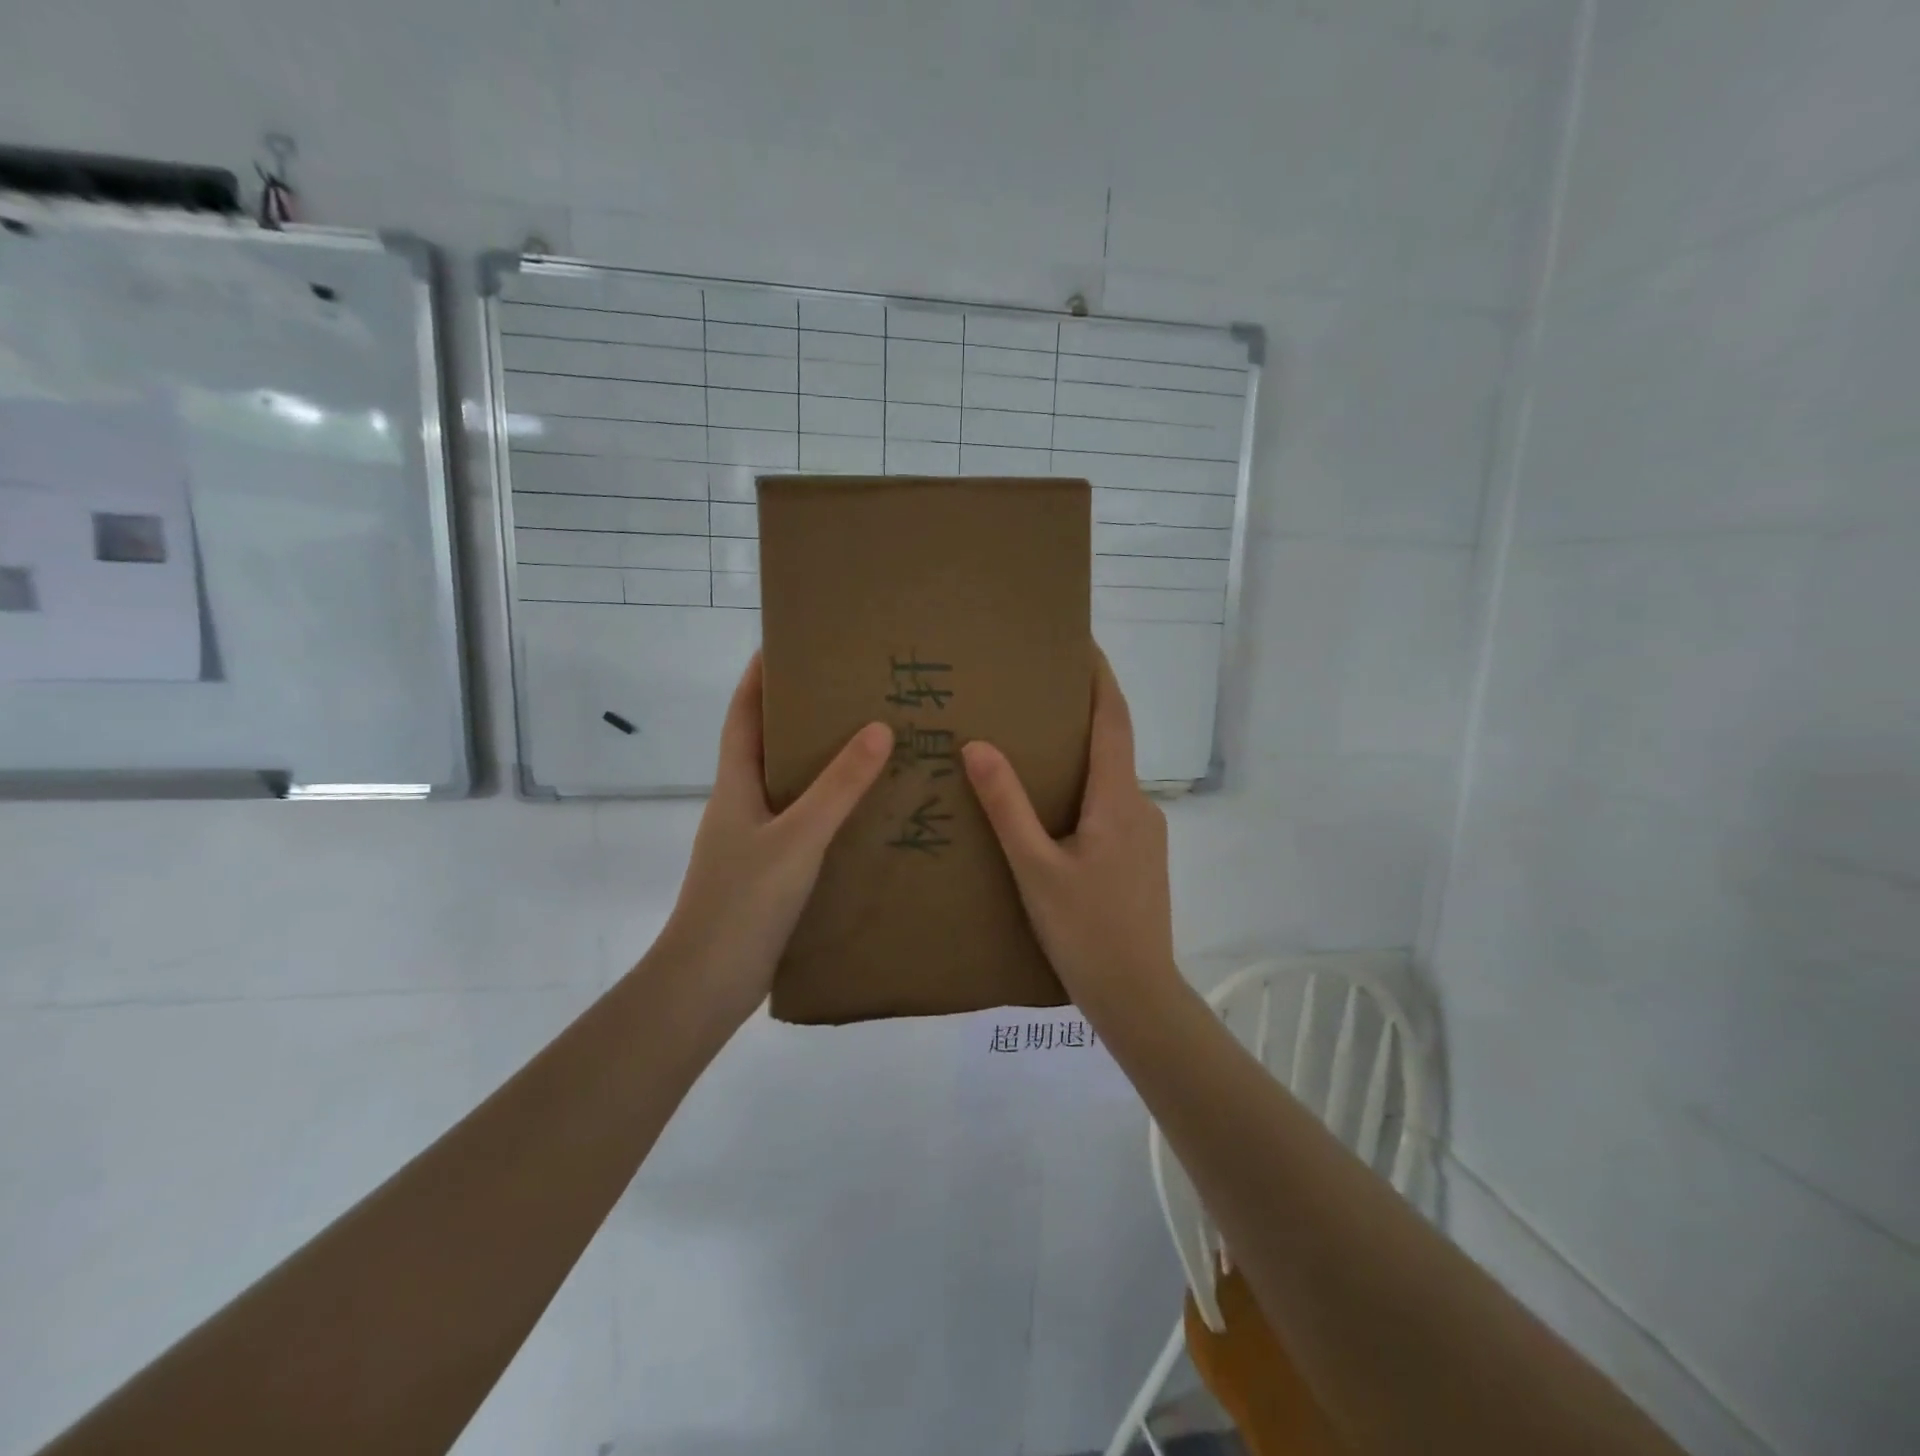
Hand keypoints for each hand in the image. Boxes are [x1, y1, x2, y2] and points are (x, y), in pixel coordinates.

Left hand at [660, 653, 890, 1023]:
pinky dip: (828, 811)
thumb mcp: (797, 838)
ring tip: (868, 745)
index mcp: (735, 786)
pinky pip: (802, 826)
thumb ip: (838, 787)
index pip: (743, 716)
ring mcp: (753, 842)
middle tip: (849, 693)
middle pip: (767, 747)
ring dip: (819, 766)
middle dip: (800, 717)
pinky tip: (863, 816)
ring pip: (788, 789)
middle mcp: (741, 806)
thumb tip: (878, 729)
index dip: (758, 678)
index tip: (785, 644)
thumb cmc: (743, 901)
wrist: (708, 984)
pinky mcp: (769, 874)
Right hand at [962, 652, 1177, 1009]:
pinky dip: (1083, 789)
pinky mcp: (1139, 857)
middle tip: (1034, 693)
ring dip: (1079, 755)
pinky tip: (1051, 807)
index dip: (1100, 678)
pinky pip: (1109, 806)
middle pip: (1112, 744)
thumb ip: (1008, 807)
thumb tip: (979, 745)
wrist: (1137, 995)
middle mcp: (1139, 806)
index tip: (1082, 642)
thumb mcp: (1036, 868)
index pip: (1113, 719)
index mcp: (1118, 799)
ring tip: (1032, 746)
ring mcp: (1145, 834)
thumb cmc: (1085, 930)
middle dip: (1080, 712)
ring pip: (1109, 779)